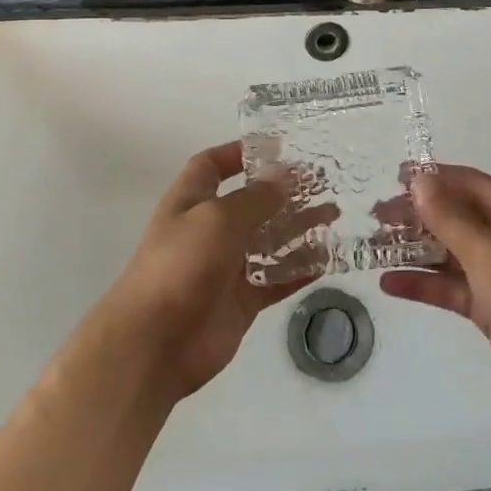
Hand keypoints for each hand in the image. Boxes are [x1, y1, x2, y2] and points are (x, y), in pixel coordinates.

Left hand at [102, 142, 325, 401]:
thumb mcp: (218, 219)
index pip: (212, 166)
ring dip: (299, 228)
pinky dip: (300, 269)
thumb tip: (284, 177)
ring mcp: (226, 267)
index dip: (239, 153)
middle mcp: (208, 230)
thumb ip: (255, 198)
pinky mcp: (242, 300)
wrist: (155, 343)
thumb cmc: (181, 265)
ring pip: (269, 241)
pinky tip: (329, 259)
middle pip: (250, 203)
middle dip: (283, 192)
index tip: (278, 147)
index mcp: (191, 202)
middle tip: (324, 181)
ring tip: (334, 215)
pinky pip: (277, 278)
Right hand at [381, 165, 490, 419]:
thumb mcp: (487, 250)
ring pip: (447, 252)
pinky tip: (389, 284)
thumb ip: (449, 215)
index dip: (430, 177)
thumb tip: (420, 178)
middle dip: (415, 215)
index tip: (392, 178)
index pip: (464, 181)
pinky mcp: (490, 305)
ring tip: (372, 248)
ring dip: (413, 249)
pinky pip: (450, 286)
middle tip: (374, 218)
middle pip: (452, 215)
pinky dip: (423, 284)